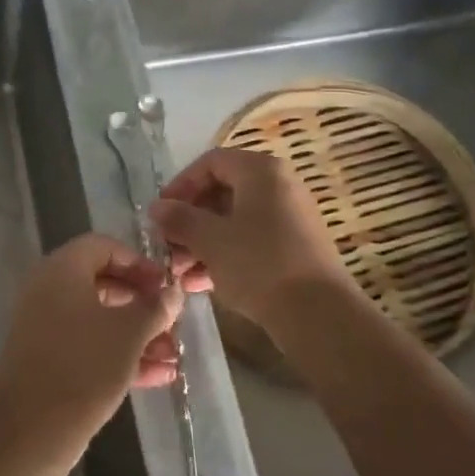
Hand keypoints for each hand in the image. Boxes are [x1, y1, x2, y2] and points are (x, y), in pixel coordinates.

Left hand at [0, 234, 185, 457]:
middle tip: (172, 321)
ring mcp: (45, 327)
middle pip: (103, 284)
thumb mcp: (129, 334)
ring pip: (98, 319)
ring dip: (137, 334)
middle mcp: (48, 291)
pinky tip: (158, 376)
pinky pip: (88, 345)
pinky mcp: (48, 360)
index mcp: (62, 270)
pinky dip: (120, 354)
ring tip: (174, 356)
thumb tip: (173, 291)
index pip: (103, 247)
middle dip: (142, 304)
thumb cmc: (84, 366)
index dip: (139, 262)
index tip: (166, 286)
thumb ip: (155, 308)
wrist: (31, 430)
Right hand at [149, 146, 348, 326]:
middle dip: (189, 221)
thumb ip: (179, 219)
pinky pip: (252, 241)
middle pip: (222, 193)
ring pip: (235, 221)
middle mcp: (279, 186)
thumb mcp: (210, 240)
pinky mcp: (295, 248)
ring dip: (202, 243)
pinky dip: (225, 256)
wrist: (318, 313)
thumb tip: (156, 208)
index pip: (211, 163)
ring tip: (180, 272)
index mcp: (261, 171)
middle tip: (167, 246)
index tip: (160, 213)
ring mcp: (290, 218)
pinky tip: (201, 284)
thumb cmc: (258, 263)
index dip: (180, 185)